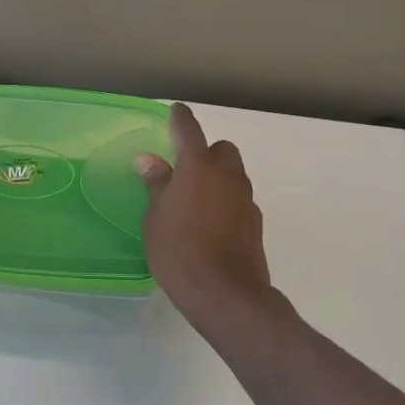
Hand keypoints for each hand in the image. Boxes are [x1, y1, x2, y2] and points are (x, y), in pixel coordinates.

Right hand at [136, 104, 273, 332]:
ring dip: (217, 178)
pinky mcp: (255, 224)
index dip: (180, 118)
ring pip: (234, 175)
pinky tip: (210, 224)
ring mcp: (245, 200)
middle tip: (184, 170)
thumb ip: (156, 184)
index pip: (189, 131)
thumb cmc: (179, 251)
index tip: (176, 110)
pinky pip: (238, 201)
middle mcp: (227, 177)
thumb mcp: (155, 218)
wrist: (226, 294)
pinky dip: (226, 203)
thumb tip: (149, 160)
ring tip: (194, 200)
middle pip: (222, 150)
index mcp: (197, 168)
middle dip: (206, 152)